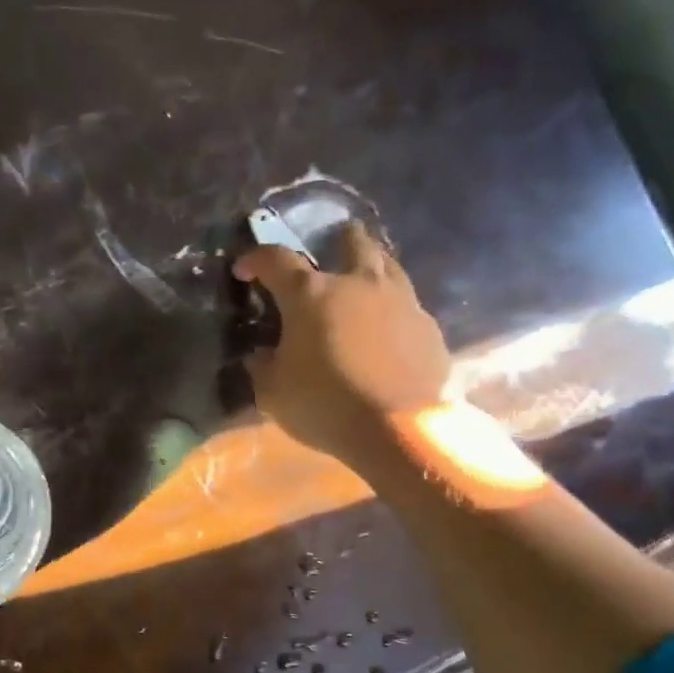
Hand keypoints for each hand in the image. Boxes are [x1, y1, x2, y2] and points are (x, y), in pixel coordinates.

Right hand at [232, 222, 449, 465]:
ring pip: (388, 264)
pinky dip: (393, 312)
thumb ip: (262, 366)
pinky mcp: (429, 327)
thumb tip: (260, 354)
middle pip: (350, 240)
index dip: (255, 259)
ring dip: (370, 268)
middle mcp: (358, 284)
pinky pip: (408, 306)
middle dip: (334, 241)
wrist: (400, 431)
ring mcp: (401, 301)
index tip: (244, 270)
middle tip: (325, 256)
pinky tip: (388, 333)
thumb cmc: (325, 406)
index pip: (276, 259)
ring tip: (360, 287)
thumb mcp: (273, 393)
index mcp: (311, 294)